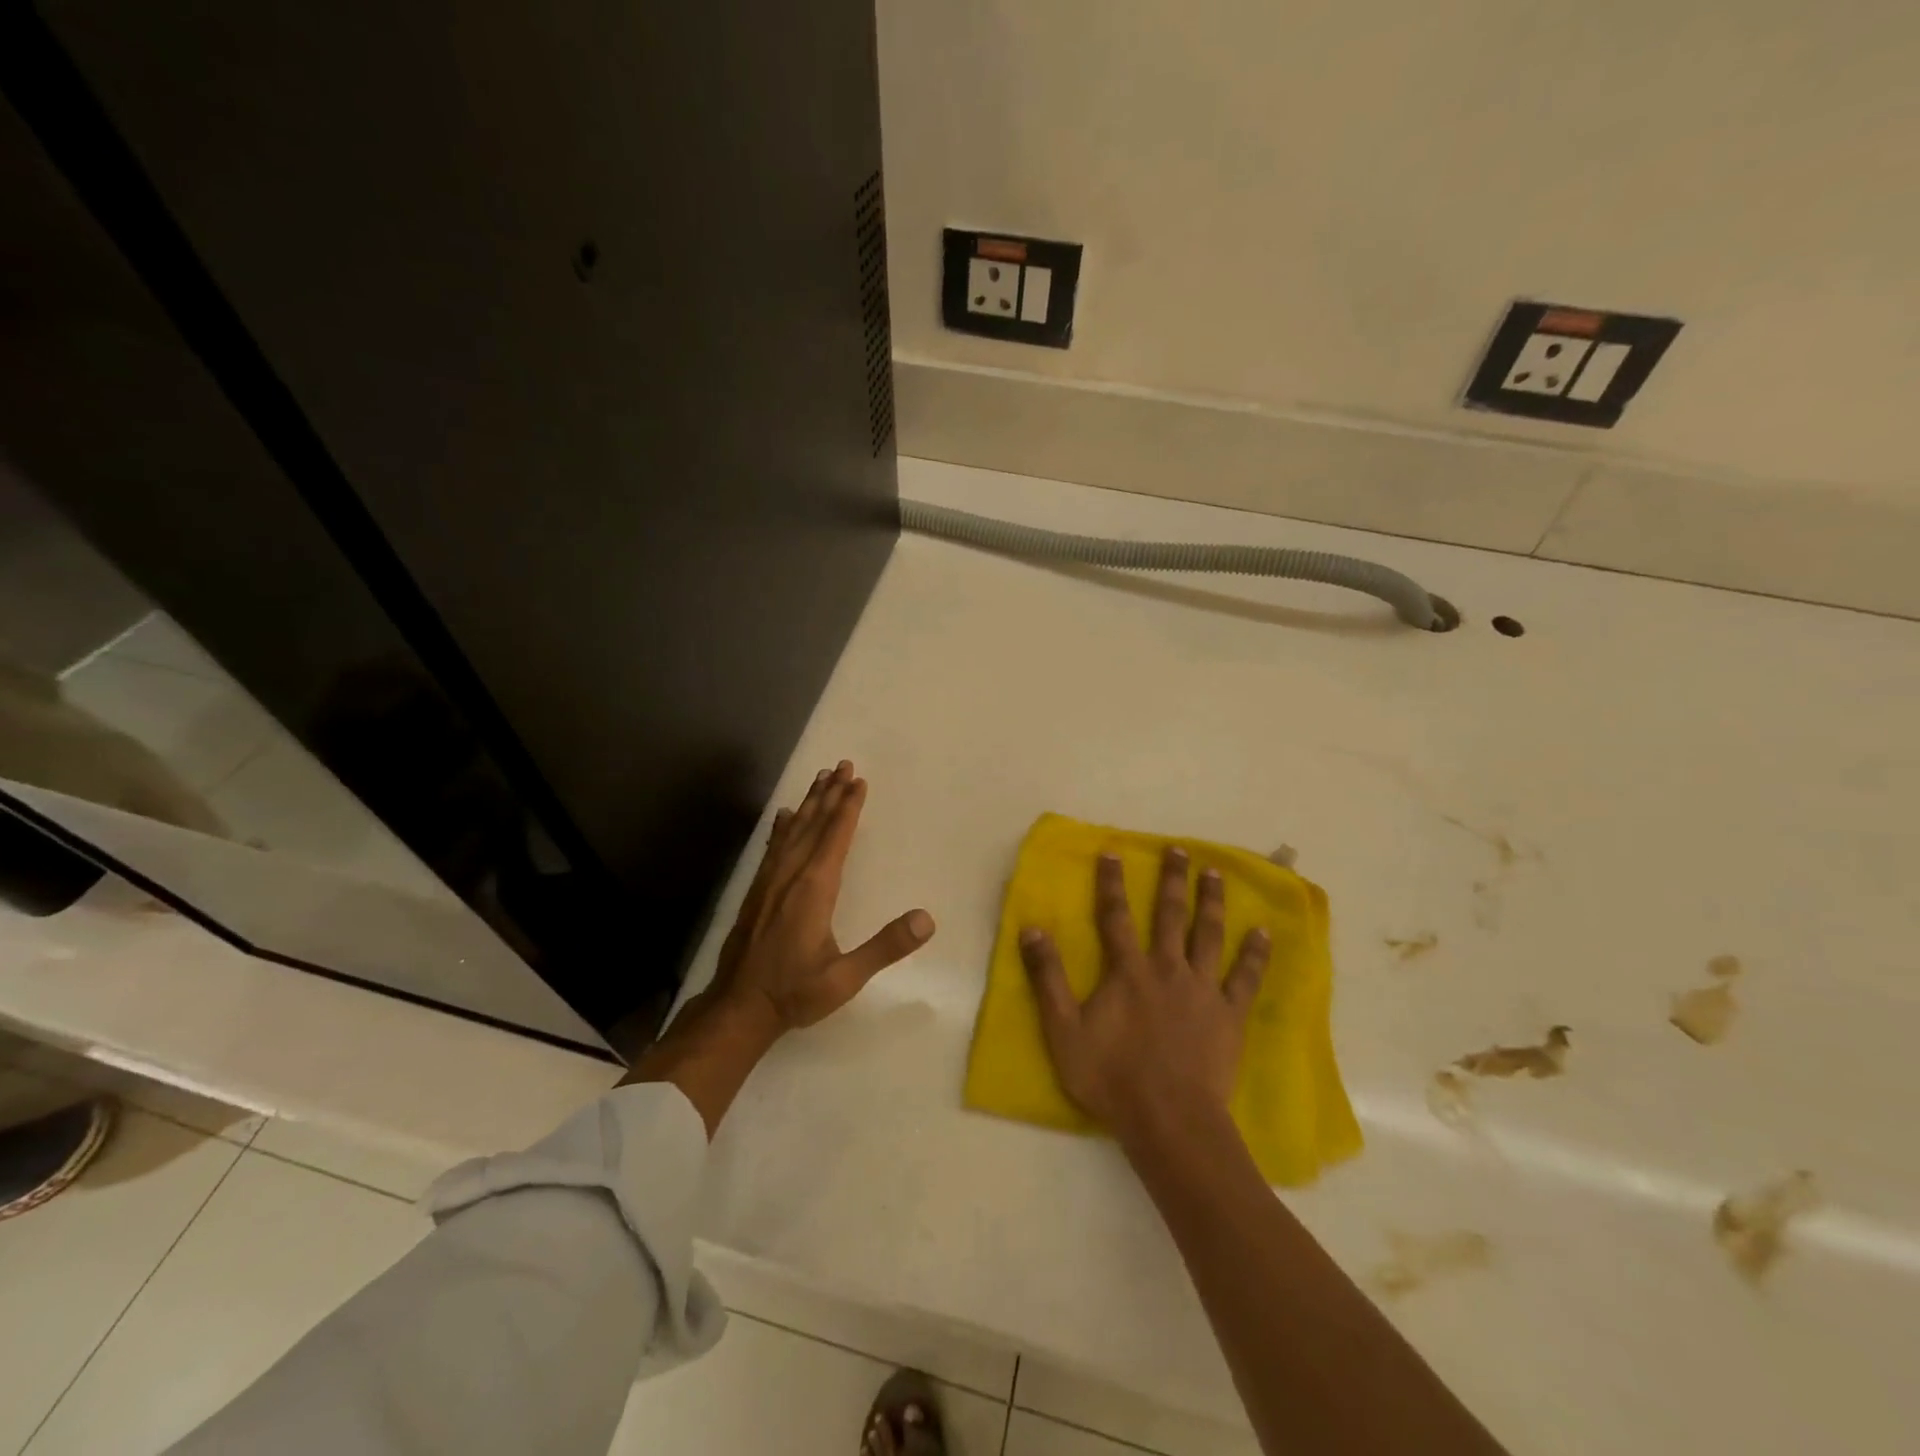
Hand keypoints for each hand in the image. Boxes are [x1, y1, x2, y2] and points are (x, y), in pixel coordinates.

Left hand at [707, 759, 934, 1034]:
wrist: (738, 1008)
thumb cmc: (796, 992)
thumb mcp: (846, 978)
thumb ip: (885, 947)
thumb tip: (927, 919)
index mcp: (814, 890)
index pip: (835, 837)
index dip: (849, 808)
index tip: (859, 781)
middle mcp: (791, 876)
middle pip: (814, 824)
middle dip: (831, 794)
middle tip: (843, 765)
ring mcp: (770, 881)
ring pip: (792, 831)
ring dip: (809, 803)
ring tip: (821, 778)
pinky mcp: (757, 891)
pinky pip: (773, 847)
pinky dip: (782, 827)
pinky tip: (784, 816)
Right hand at [1018, 846, 1269, 1139]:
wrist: (1169, 1120)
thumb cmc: (1111, 1077)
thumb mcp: (1064, 1030)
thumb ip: (1048, 978)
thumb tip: (1032, 929)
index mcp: (1128, 971)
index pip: (1116, 916)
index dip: (1112, 883)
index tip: (1113, 851)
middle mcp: (1167, 969)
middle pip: (1170, 915)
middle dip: (1172, 880)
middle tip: (1179, 849)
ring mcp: (1202, 990)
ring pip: (1208, 935)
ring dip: (1212, 901)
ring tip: (1216, 873)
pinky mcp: (1229, 1014)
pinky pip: (1245, 977)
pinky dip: (1255, 953)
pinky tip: (1264, 932)